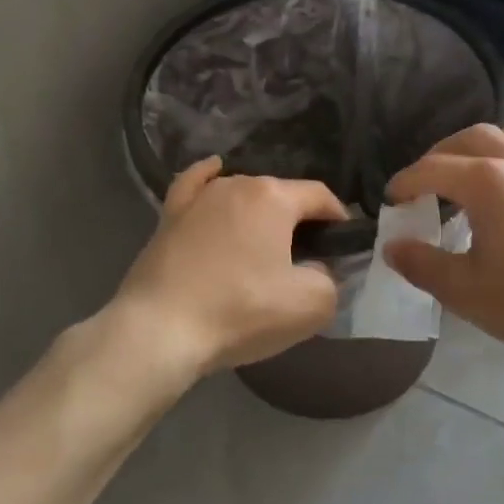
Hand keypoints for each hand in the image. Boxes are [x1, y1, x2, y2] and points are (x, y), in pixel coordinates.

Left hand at [113, 158, 348, 380]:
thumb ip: (329, 279)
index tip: (343, 244)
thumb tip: (315, 270)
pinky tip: (214, 172)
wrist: (159, 331)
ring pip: (241, 193)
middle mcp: (236, 184)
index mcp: (274, 197)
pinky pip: (194, 185)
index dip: (338, 217)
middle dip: (298, 220)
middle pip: (280, 194)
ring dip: (258, 211)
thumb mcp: (311, 305)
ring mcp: (198, 198)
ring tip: (264, 243)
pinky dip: (208, 178)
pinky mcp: (168, 218)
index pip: (319, 196)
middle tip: (305, 259)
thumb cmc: (241, 312)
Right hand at [384, 123, 503, 368]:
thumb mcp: (466, 291)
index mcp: (489, 183)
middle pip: (470, 140)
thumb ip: (423, 265)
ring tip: (466, 173)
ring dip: (478, 146)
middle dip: (437, 157)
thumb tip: (393, 247)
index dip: (405, 183)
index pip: (433, 169)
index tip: (390, 202)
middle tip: (421, 187)